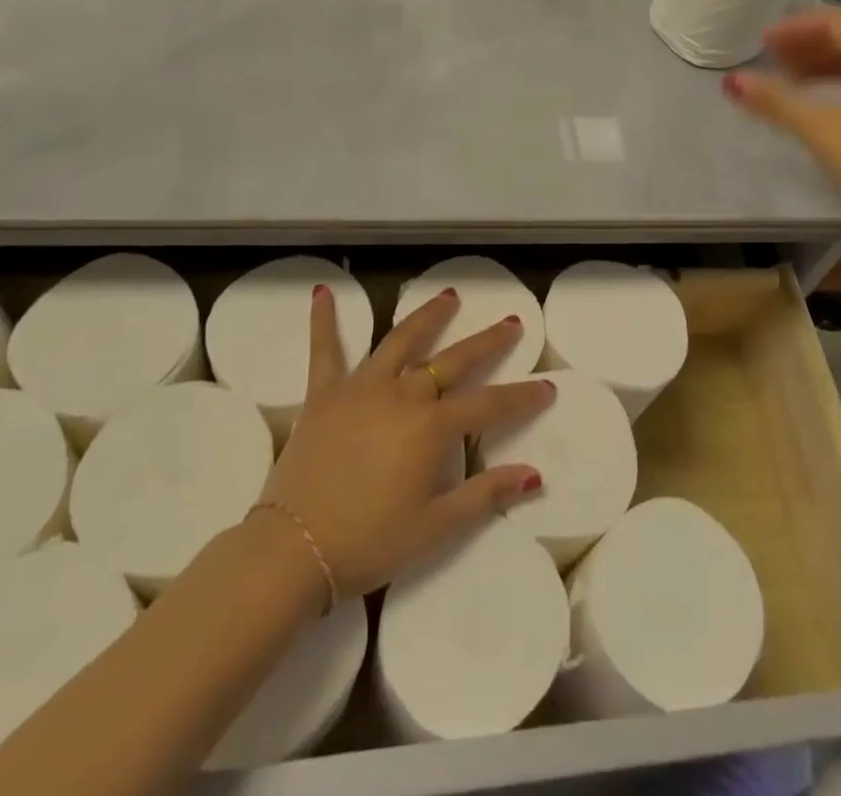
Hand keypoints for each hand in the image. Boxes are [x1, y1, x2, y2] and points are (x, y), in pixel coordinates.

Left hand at [260, 287, 552, 601]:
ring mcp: (361, 388)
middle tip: (511, 323)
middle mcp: (402, 394)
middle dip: (487, 341)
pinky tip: (323, 292)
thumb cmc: (369, 542)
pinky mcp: (324, 394)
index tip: (548, 387)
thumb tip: (533, 475)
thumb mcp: (435, 527)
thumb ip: (485, 496)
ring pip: (401, 341)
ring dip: (427, 317)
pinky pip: (325, 350)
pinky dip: (324, 320)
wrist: (293, 549)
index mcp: (431, 428)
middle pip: (453, 360)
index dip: (522, 397)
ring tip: (448, 297)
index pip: (489, 405)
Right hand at [723, 7, 840, 229]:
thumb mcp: (820, 128)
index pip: (836, 20)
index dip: (796, 26)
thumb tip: (733, 81)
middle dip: (808, 45)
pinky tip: (827, 112)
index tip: (764, 43)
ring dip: (824, 67)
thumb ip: (776, 101)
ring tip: (793, 84)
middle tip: (774, 61)